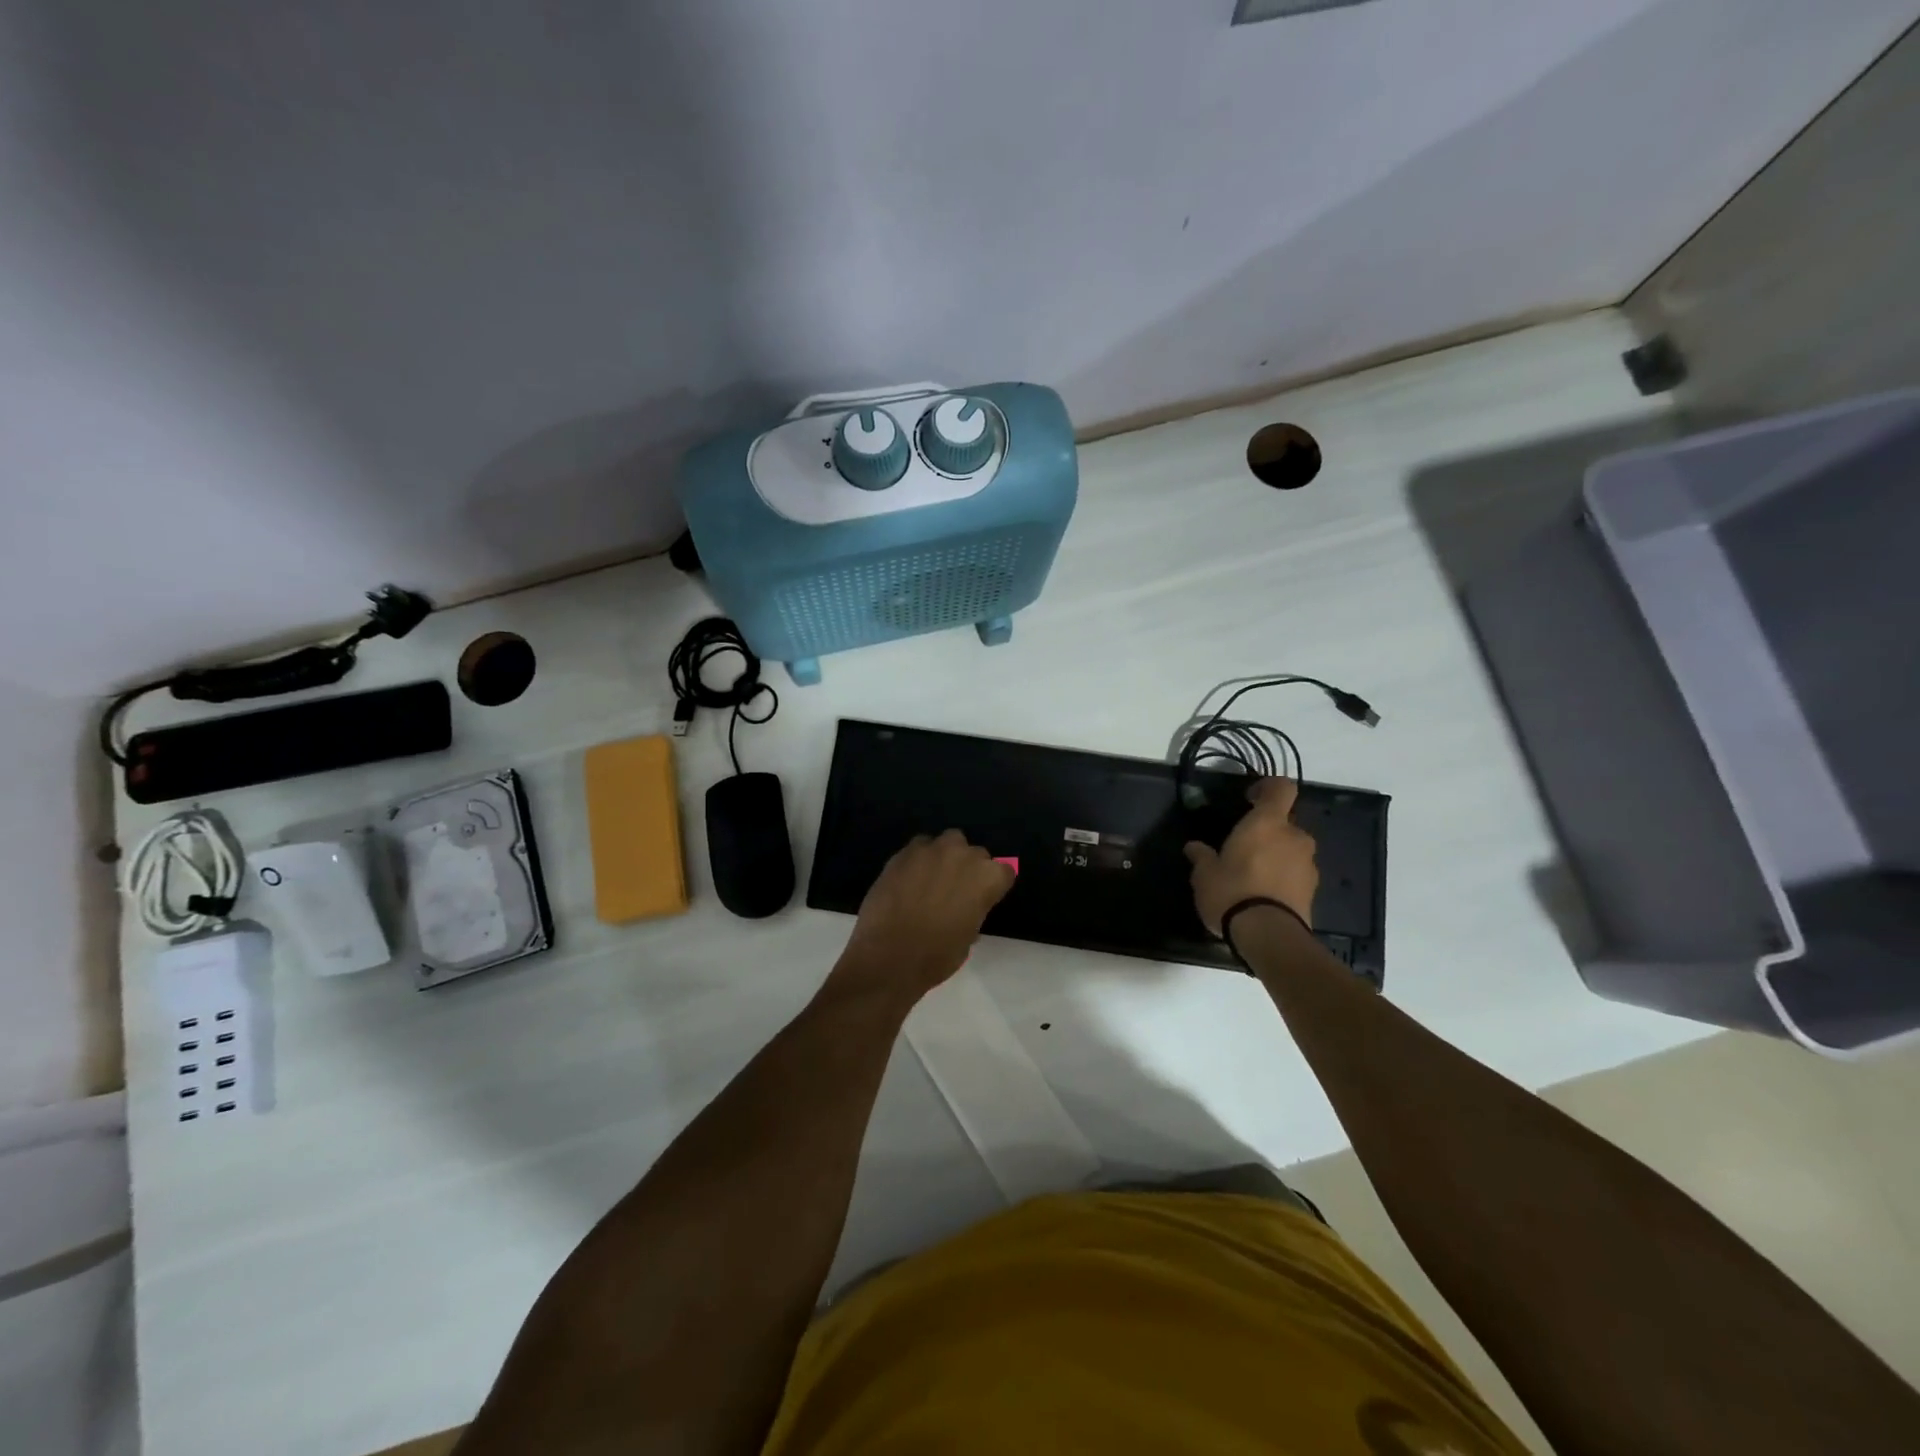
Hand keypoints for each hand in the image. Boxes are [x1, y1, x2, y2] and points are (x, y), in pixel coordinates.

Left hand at [831, 830, 1014, 1004]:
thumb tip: (963, 907)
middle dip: (969, 869)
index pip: (1004, 872)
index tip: (983, 900)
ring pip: (948, 842)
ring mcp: (932, 850)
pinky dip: (919, 859)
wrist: (889, 956)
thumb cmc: (937, 956)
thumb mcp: (968, 937)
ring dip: (946, 857)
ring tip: (933, 879)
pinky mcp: (904, 852)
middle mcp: (963, 855)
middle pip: (976, 854)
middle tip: (955, 892)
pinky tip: (909, 879)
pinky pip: (919, 847)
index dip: (993, 887)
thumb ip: (973, 911)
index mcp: (987, 878)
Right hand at [1183, 777, 1318, 935]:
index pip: (1281, 788)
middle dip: (1268, 831)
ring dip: (1277, 855)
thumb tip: (1194, 847)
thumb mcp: (1205, 874)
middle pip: (1285, 822)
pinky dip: (1283, 877)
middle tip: (1244, 847)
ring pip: (1292, 849)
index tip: (1250, 798)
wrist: (1269, 935)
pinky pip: (1296, 873)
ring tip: (1253, 875)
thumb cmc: (1232, 891)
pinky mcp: (1314, 890)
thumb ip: (1201, 856)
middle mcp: (1294, 836)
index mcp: (1267, 823)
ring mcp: (1308, 864)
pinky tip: (1263, 894)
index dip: (1268, 787)